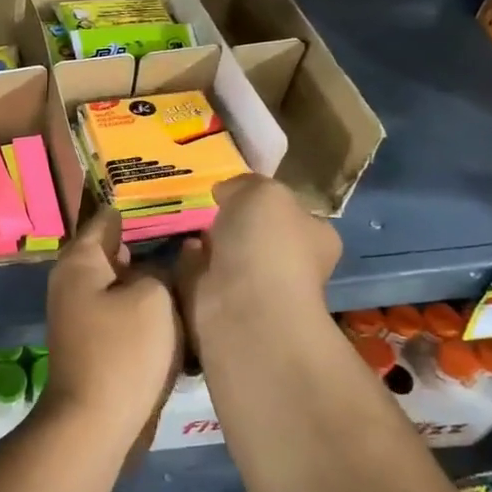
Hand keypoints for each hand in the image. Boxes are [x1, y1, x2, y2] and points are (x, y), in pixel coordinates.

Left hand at [42, 208, 183, 457]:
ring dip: (154, 280)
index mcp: (80, 260)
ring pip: (125, 286)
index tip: (170, 196)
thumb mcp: (153, 298)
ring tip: (195, 268)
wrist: (96, 424)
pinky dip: (150, 311)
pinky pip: (127, 315)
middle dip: (152, 244)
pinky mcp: (98, 345)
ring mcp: (84, 316)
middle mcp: (75, 282)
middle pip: (117, 252)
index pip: (107, 218)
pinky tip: (182, 310)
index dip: (138, 206)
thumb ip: (162, 269)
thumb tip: (164, 262)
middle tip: (194, 232)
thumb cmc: (123, 350)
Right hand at [175, 175, 342, 354]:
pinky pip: (199, 275)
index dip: (268, 200)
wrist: (243, 308)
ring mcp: (252, 289)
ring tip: (184, 218)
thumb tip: (227, 192)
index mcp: (314, 238)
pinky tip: (177, 245)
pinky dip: (187, 262)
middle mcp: (288, 265)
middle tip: (206, 203)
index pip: (295, 214)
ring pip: (226, 256)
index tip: (237, 189)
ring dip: (206, 242)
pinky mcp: (218, 305)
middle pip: (257, 235)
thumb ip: (245, 183)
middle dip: (231, 222)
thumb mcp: (263, 191)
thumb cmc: (267, 244)